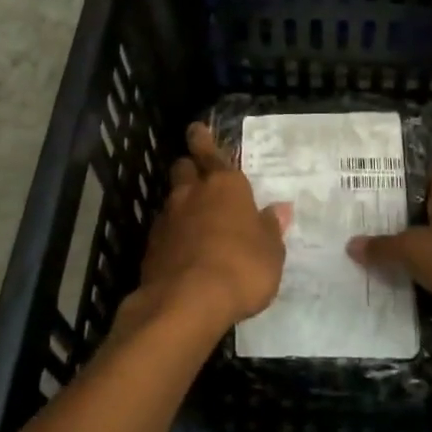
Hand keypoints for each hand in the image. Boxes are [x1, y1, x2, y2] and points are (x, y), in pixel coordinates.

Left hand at [120, 122, 291, 340]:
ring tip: (193, 214)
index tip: (195, 130)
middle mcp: (193, 194)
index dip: (202, 140)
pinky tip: (182, 246)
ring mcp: (168, 219)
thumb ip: (271, 228)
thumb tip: (280, 209)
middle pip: (184, 168)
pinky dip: (172, 231)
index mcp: (226, 186)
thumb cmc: (241, 268)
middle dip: (189, 166)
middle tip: (197, 171)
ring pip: (172, 197)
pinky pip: (164, 228)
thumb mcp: (271, 252)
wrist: (186, 302)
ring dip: (181, 201)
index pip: (211, 152)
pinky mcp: (152, 246)